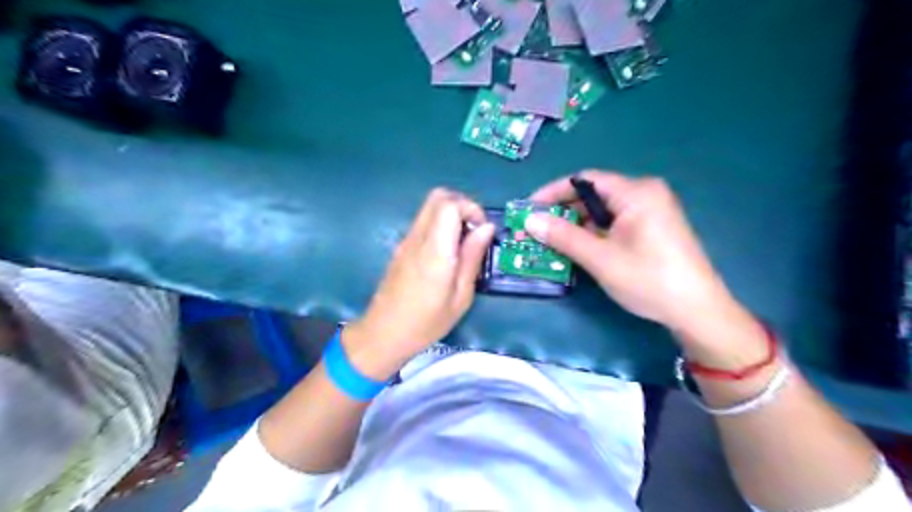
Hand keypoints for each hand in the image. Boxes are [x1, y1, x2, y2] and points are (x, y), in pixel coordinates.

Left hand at [346, 189, 496, 379]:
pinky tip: (448, 253)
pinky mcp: (401, 247)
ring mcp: (406, 241)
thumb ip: (472, 257)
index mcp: (435, 250)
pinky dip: (440, 225)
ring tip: (464, 243)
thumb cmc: (426, 322)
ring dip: (451, 215)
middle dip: (462, 205)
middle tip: (475, 231)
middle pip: (438, 197)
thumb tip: (486, 228)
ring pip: (429, 208)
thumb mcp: (461, 296)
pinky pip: (424, 222)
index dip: (470, 207)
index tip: (482, 229)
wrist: (383, 334)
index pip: (448, 204)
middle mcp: (418, 238)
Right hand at [529, 171, 731, 333]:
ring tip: (548, 242)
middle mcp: (644, 194)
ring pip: (601, 212)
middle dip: (562, 212)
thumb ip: (563, 236)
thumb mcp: (600, 258)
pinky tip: (575, 249)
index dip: (552, 192)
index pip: (584, 180)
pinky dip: (592, 234)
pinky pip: (613, 224)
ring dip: (575, 226)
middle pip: (592, 195)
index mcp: (636, 192)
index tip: (528, 208)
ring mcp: (650, 212)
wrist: (697, 311)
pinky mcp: (651, 229)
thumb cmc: (648, 279)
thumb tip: (529, 220)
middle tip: (535, 229)